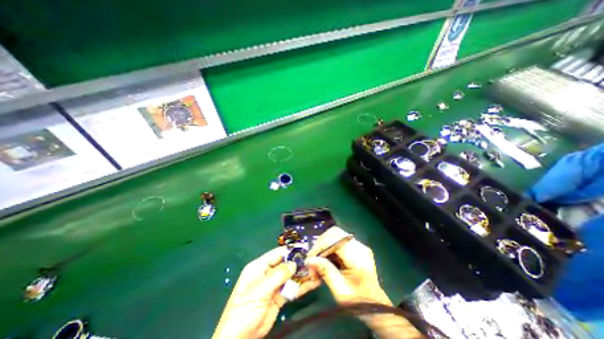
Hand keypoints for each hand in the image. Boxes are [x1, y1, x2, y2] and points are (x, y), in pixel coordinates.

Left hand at [215, 246, 322, 338]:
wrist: (241, 338)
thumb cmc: (245, 309)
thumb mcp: (261, 290)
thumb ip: (278, 275)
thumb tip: (294, 263)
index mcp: (260, 266)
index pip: (277, 254)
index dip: (290, 251)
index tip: (304, 249)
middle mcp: (268, 273)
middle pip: (286, 264)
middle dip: (299, 263)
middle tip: (314, 262)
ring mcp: (274, 285)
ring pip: (291, 276)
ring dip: (303, 274)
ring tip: (317, 272)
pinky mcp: (280, 296)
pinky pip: (292, 288)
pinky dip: (302, 286)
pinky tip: (313, 283)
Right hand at [308, 231, 391, 304]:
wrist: (376, 307)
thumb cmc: (358, 302)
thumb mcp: (340, 290)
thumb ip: (325, 272)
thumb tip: (309, 260)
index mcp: (358, 257)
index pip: (334, 241)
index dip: (319, 247)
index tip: (310, 260)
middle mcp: (359, 246)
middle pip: (335, 233)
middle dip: (321, 244)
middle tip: (313, 259)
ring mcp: (359, 245)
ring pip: (335, 234)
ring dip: (324, 245)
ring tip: (318, 259)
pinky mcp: (356, 246)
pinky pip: (339, 240)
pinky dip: (329, 247)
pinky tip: (326, 259)